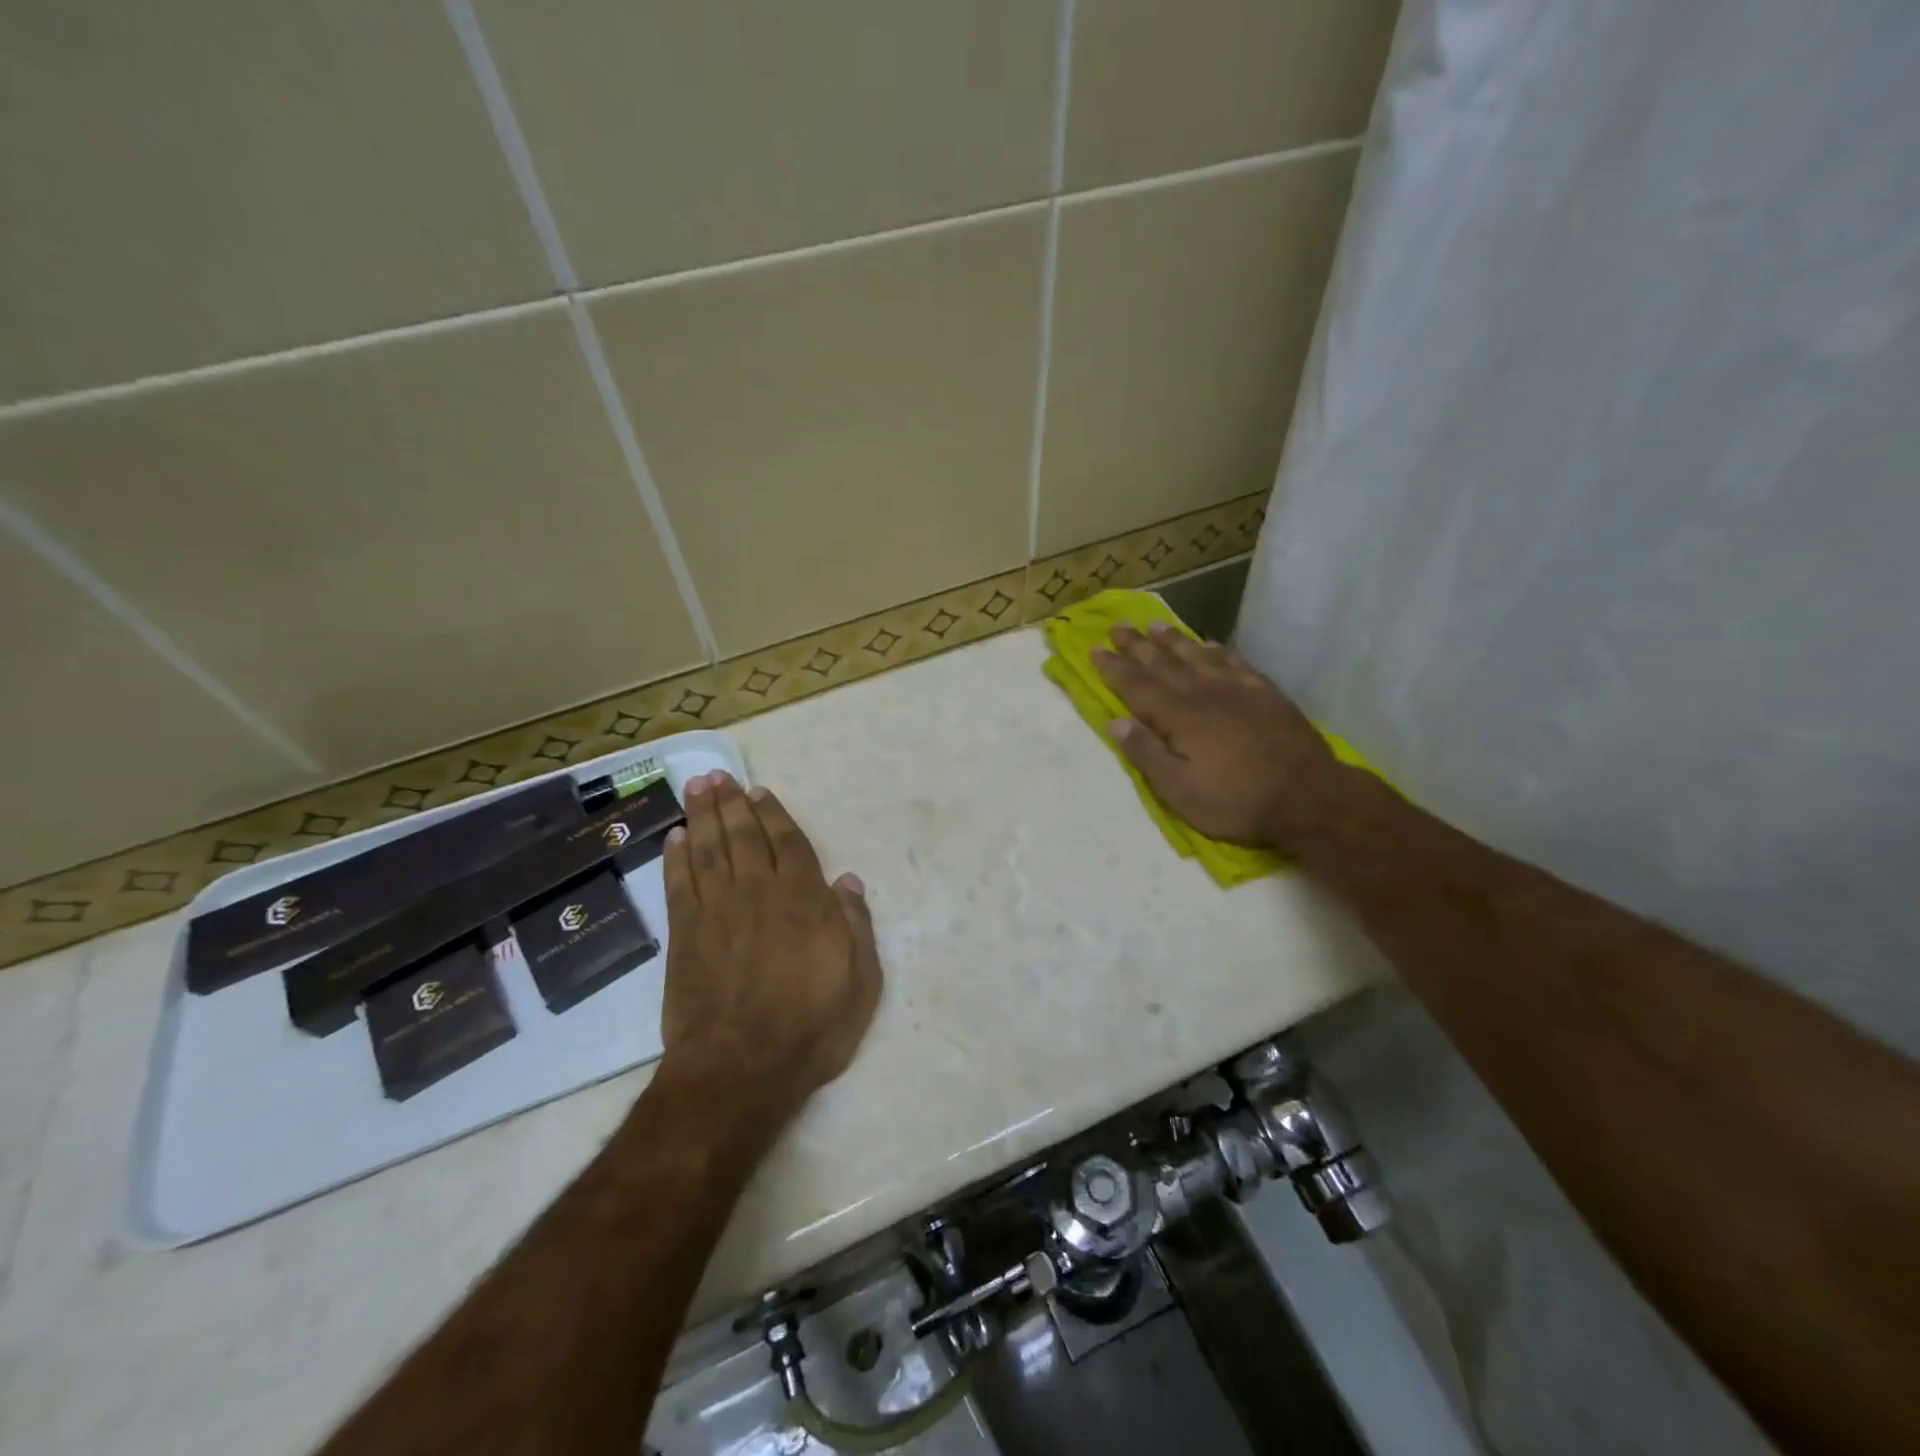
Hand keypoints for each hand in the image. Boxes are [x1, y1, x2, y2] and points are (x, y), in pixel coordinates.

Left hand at [660, 772, 881, 1101]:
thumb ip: (856, 925)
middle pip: (743, 836)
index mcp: (803, 900)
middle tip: (718, 776)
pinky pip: (679, 884)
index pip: (789, 843)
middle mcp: (758, 893)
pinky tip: (674, 839)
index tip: (760, 792)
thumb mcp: (861, 980)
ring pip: (708, 850)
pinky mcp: (685, 935)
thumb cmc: (811, 1025)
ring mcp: (717, 911)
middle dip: (731, 803)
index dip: (774, 815)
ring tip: (696, 788)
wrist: (741, 1067)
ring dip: (702, 816)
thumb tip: (848, 881)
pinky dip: (675, 858)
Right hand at [1092, 625, 1344, 848]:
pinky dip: (1217, 650)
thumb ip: (1146, 754)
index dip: (1114, 668)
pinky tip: (1209, 644)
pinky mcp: (1265, 693)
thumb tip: (1115, 722)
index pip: (1137, 686)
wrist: (1308, 796)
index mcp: (1179, 717)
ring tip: (1155, 626)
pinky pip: (1235, 662)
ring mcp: (1237, 689)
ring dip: (1173, 640)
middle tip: (1118, 627)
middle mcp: (1203, 693)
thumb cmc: (1236, 800)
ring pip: (1197, 655)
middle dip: (1137, 645)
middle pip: (1163, 663)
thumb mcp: (1179, 791)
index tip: (1095, 649)